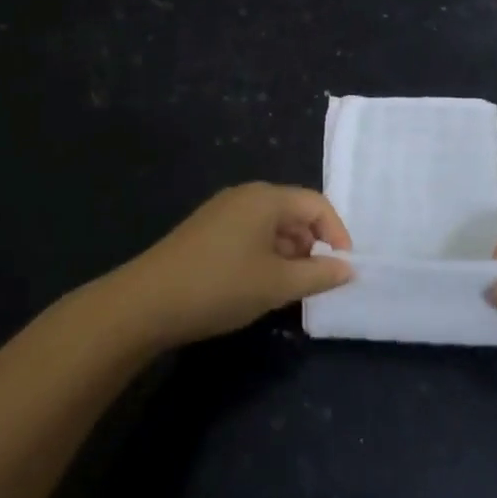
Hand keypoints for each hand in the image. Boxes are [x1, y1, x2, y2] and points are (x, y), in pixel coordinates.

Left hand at [112, 183, 353, 348]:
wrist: (147, 301)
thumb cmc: (220, 286)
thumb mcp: (277, 285)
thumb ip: (319, 275)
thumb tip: (349, 268)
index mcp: (265, 198)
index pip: (316, 204)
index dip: (336, 233)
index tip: (343, 267)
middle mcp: (245, 195)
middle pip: (293, 211)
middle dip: (311, 244)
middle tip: (315, 281)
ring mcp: (222, 211)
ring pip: (270, 225)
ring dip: (288, 252)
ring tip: (288, 287)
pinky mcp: (205, 230)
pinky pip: (249, 233)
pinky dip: (264, 254)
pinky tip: (257, 284)